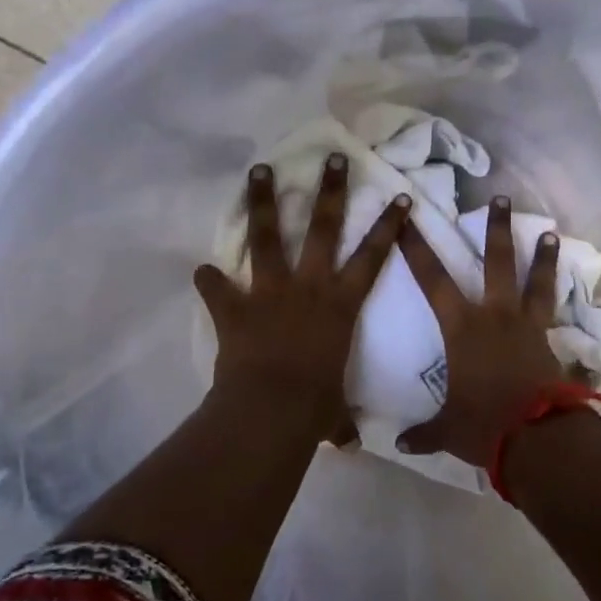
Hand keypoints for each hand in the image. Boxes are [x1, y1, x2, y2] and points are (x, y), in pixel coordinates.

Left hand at [194, 155, 409, 444]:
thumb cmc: (315, 407)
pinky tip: (200, 269)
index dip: (388, 227)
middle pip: (322, 228)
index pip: (373, 257)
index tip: (400, 197)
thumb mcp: (334, 412)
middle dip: (329, 190)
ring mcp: (270, 291)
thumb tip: (348, 442)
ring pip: (267, 236)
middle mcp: (309, 286)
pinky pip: (217, 287)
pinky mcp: (236, 306)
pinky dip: (209, 280)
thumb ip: (339, 419)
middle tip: (333, 158)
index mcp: (341, 305)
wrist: (272, 410)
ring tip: (259, 169)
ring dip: (263, 201)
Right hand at [394, 195, 565, 465]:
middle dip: (495, 228)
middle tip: (500, 198)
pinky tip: (567, 291)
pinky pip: (554, 313)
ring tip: (550, 233)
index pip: (432, 279)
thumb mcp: (447, 430)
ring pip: (534, 281)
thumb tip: (400, 445)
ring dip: (541, 256)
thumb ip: (424, 432)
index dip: (417, 249)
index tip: (409, 219)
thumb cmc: (483, 425)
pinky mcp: (549, 342)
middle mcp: (495, 316)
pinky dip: (560, 301)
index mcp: (461, 328)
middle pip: (495, 262)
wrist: (536, 437)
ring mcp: (526, 326)